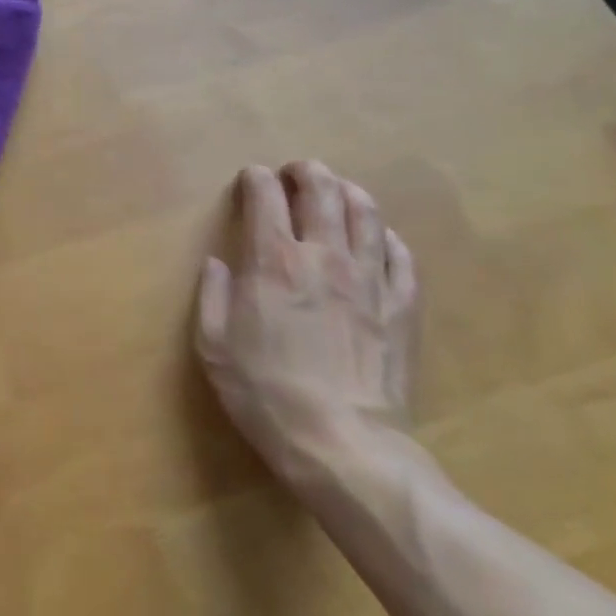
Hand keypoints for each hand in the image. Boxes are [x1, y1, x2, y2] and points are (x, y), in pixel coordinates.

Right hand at [195, 162, 418, 494]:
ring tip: (338, 192)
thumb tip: (218, 263)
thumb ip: (212, 296)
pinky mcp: (402, 305)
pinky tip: (379, 240)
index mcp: (274, 261)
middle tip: (295, 173)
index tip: (250, 180)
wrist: (344, 444)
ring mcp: (370, 278)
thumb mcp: (214, 347)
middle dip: (305, 172)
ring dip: (348, 192)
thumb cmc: (266, 394)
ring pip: (366, 212)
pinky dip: (387, 237)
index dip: (255, 180)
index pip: (265, 197)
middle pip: (322, 190)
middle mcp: (324, 255)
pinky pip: (400, 255)